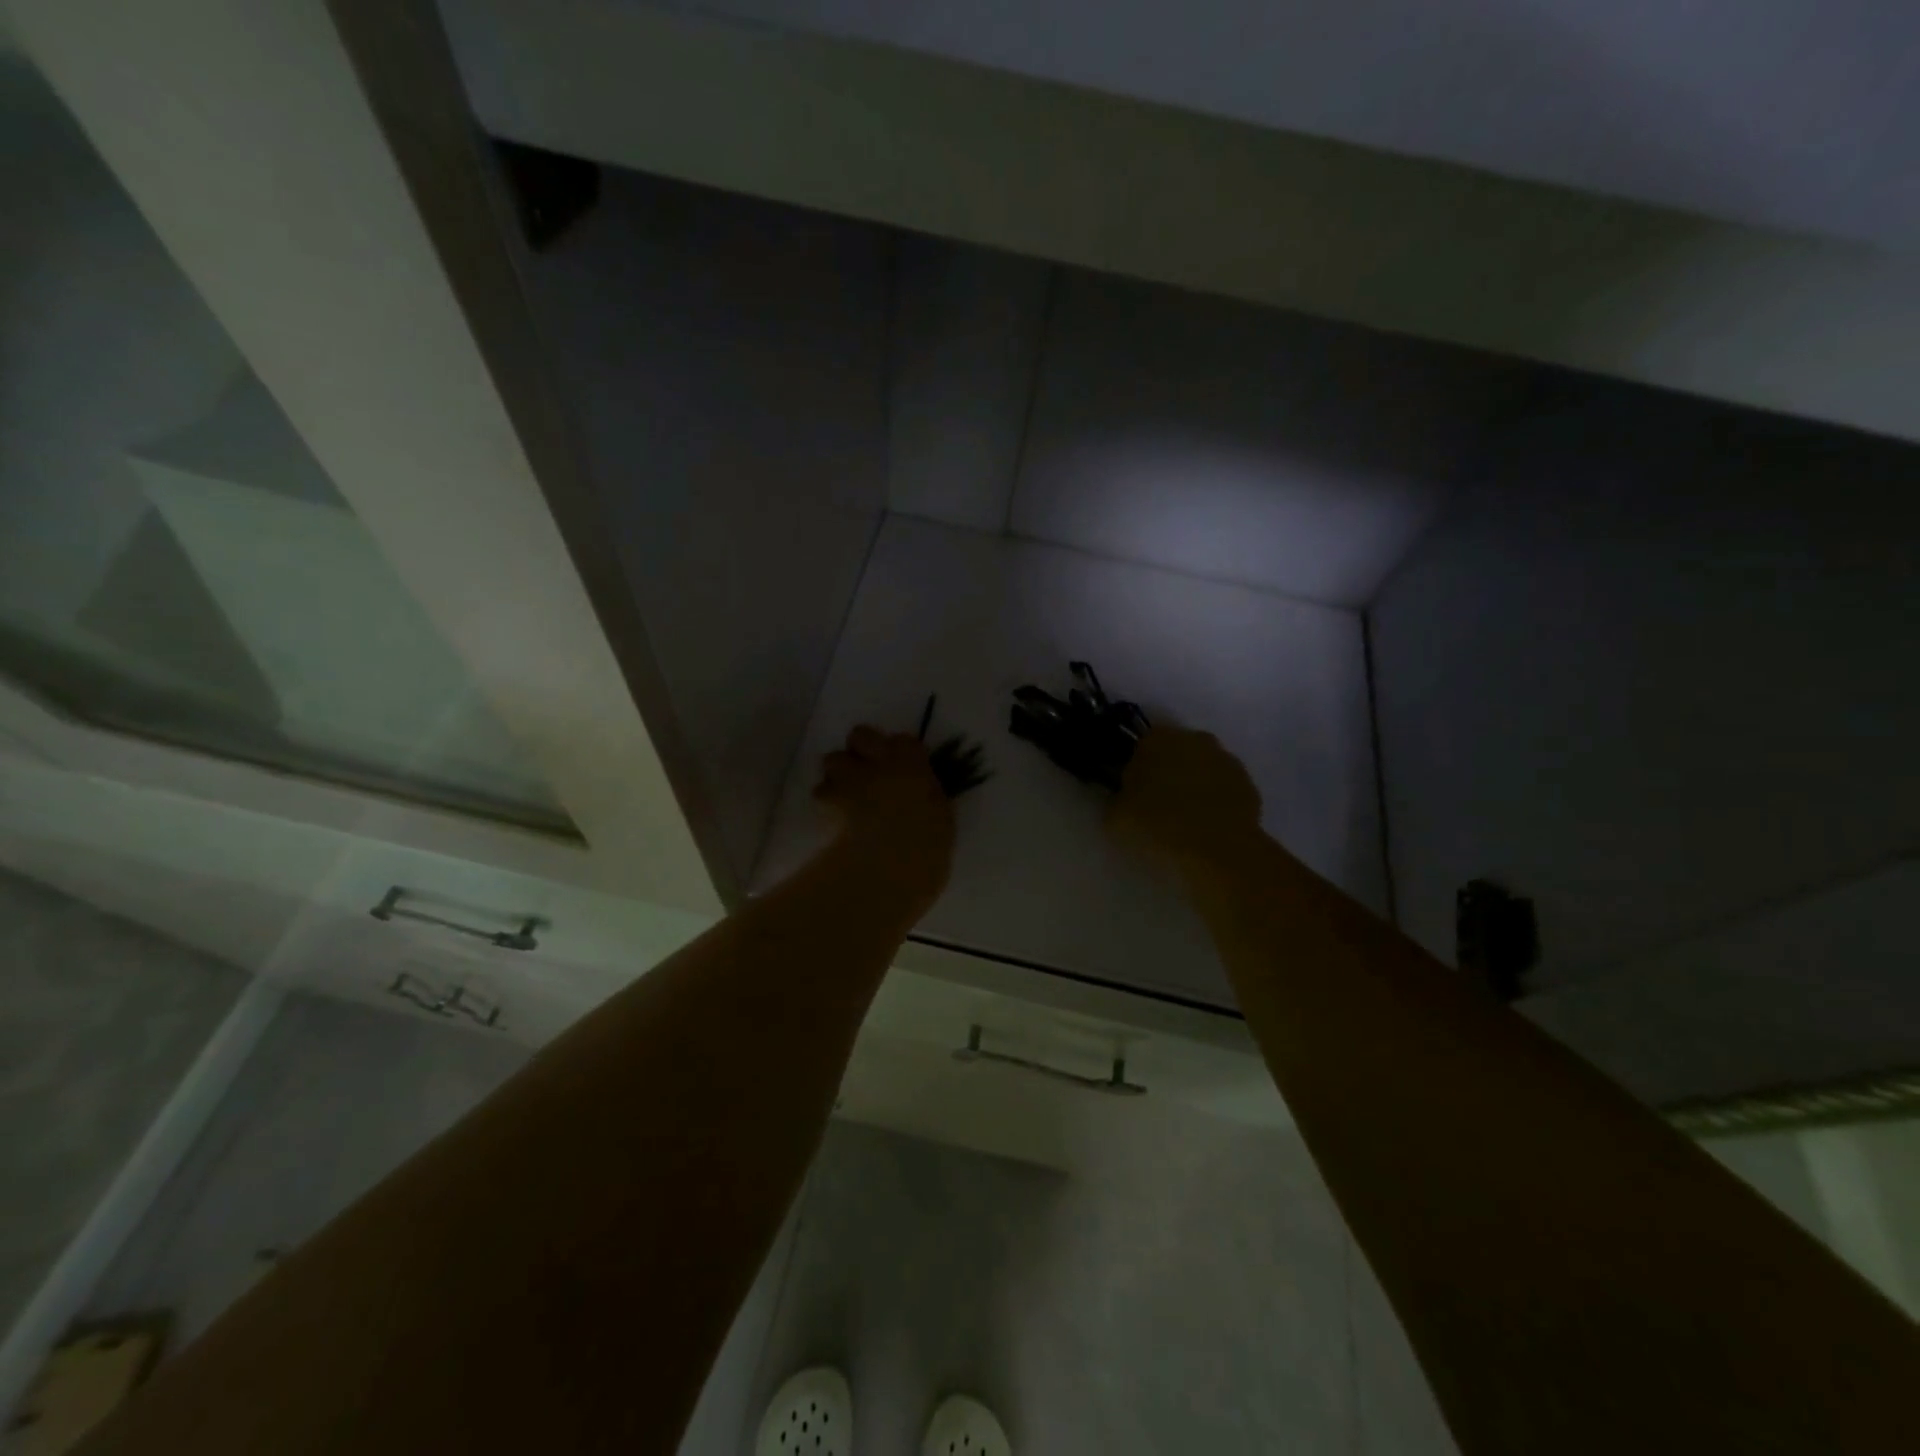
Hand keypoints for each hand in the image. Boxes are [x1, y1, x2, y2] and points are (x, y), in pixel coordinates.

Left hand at [815, 725, 955, 910]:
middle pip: (860, 734)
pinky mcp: (826, 801)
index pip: (904, 741)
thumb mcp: (941, 818)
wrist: (887, 864)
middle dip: (861, 748)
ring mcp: (849, 779)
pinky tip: (834, 817)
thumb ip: (928, 797)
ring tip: (847, 794)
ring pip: (833, 759)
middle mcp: (878, 763)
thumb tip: (921, 793)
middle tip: (870, 771)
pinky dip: (826, 802)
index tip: (903, 766)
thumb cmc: (926, 845)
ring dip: (839, 773)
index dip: (900, 751)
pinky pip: (821, 792)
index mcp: (912, 765)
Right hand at [1110, 726, 1262, 869]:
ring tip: (1184, 820)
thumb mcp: (1115, 817)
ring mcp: (1226, 760)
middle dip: (1167, 772)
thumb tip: (1124, 797)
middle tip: (1156, 805)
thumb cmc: (1157, 826)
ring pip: (1202, 769)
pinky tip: (1207, 828)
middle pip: (1175, 752)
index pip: (1141, 745)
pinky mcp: (1249, 785)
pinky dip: (1216, 802)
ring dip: (1194, 785)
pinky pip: (1224, 790)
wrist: (1216, 851)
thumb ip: (1118, 798)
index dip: (1136, 767)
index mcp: (1157, 739)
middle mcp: (1194, 739)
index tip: (1132, 791)